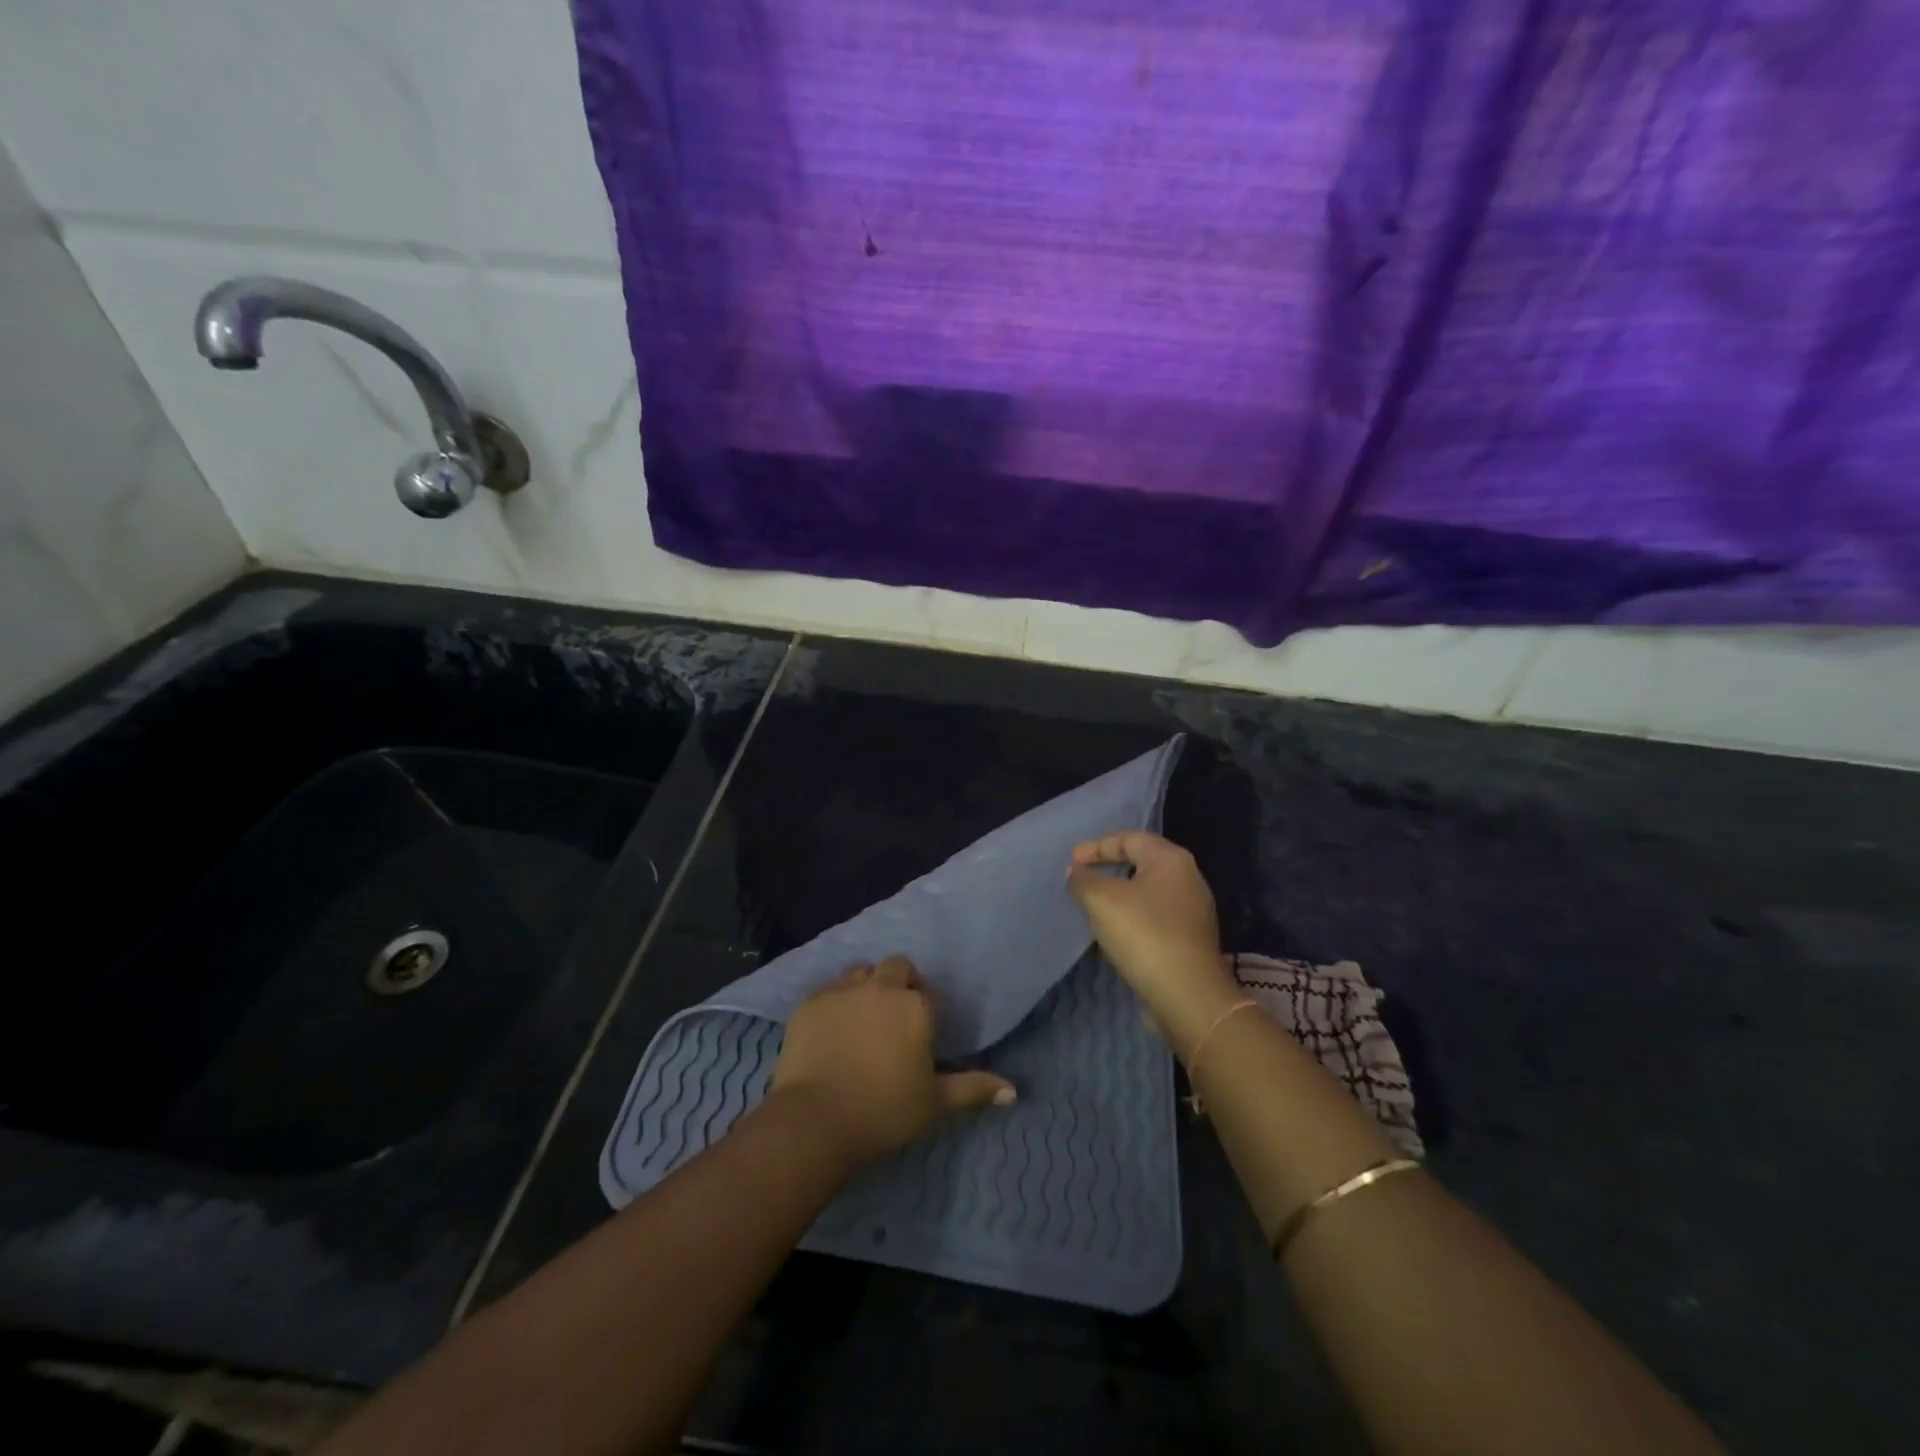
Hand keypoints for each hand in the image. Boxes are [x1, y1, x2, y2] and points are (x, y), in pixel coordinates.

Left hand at [770, 955, 1015, 1167]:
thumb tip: (1013, 1091)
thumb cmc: (884, 1111)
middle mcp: (881, 987)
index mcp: (915, 1006)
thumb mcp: (935, 1104)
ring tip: (862, 1020)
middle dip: (898, 984)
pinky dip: (834, 1004)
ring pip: (860, 972)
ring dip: (866, 987)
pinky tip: (830, 1031)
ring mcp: (841, 991)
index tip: (918, 1038)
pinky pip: (828, 990)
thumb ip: (974, 1089)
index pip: (927, 994)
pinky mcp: (809, 1002)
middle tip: (892, 1021)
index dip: (924, 1012)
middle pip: (895, 967)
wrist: (816, 1120)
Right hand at [1067, 831, 1238, 1043]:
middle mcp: (1188, 878)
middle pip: (1142, 862)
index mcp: (1171, 859)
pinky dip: (1132, 916)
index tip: (1072, 861)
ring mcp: (1193, 911)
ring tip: (1093, 905)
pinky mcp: (1190, 939)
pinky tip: (1116, 931)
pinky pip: (1155, 916)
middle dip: (1109, 867)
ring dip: (1119, 894)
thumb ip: (1083, 880)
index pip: (1130, 838)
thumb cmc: (1144, 934)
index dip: (1097, 846)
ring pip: (1148, 891)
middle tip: (1082, 877)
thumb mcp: (1101, 900)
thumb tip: (1077, 873)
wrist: (1187, 995)